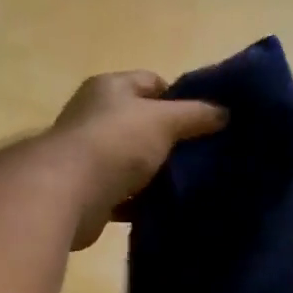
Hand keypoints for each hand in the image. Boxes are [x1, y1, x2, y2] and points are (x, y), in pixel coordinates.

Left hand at [52, 71, 225, 249]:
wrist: (67, 194)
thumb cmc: (116, 143)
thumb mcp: (164, 121)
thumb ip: (196, 115)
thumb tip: (225, 112)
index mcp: (110, 88)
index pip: (152, 83)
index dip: (181, 98)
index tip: (207, 121)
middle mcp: (95, 117)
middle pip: (142, 124)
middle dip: (172, 140)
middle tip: (205, 155)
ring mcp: (89, 156)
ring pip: (134, 162)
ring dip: (157, 174)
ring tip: (192, 184)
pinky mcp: (89, 192)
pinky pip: (124, 195)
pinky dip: (142, 202)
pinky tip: (166, 209)